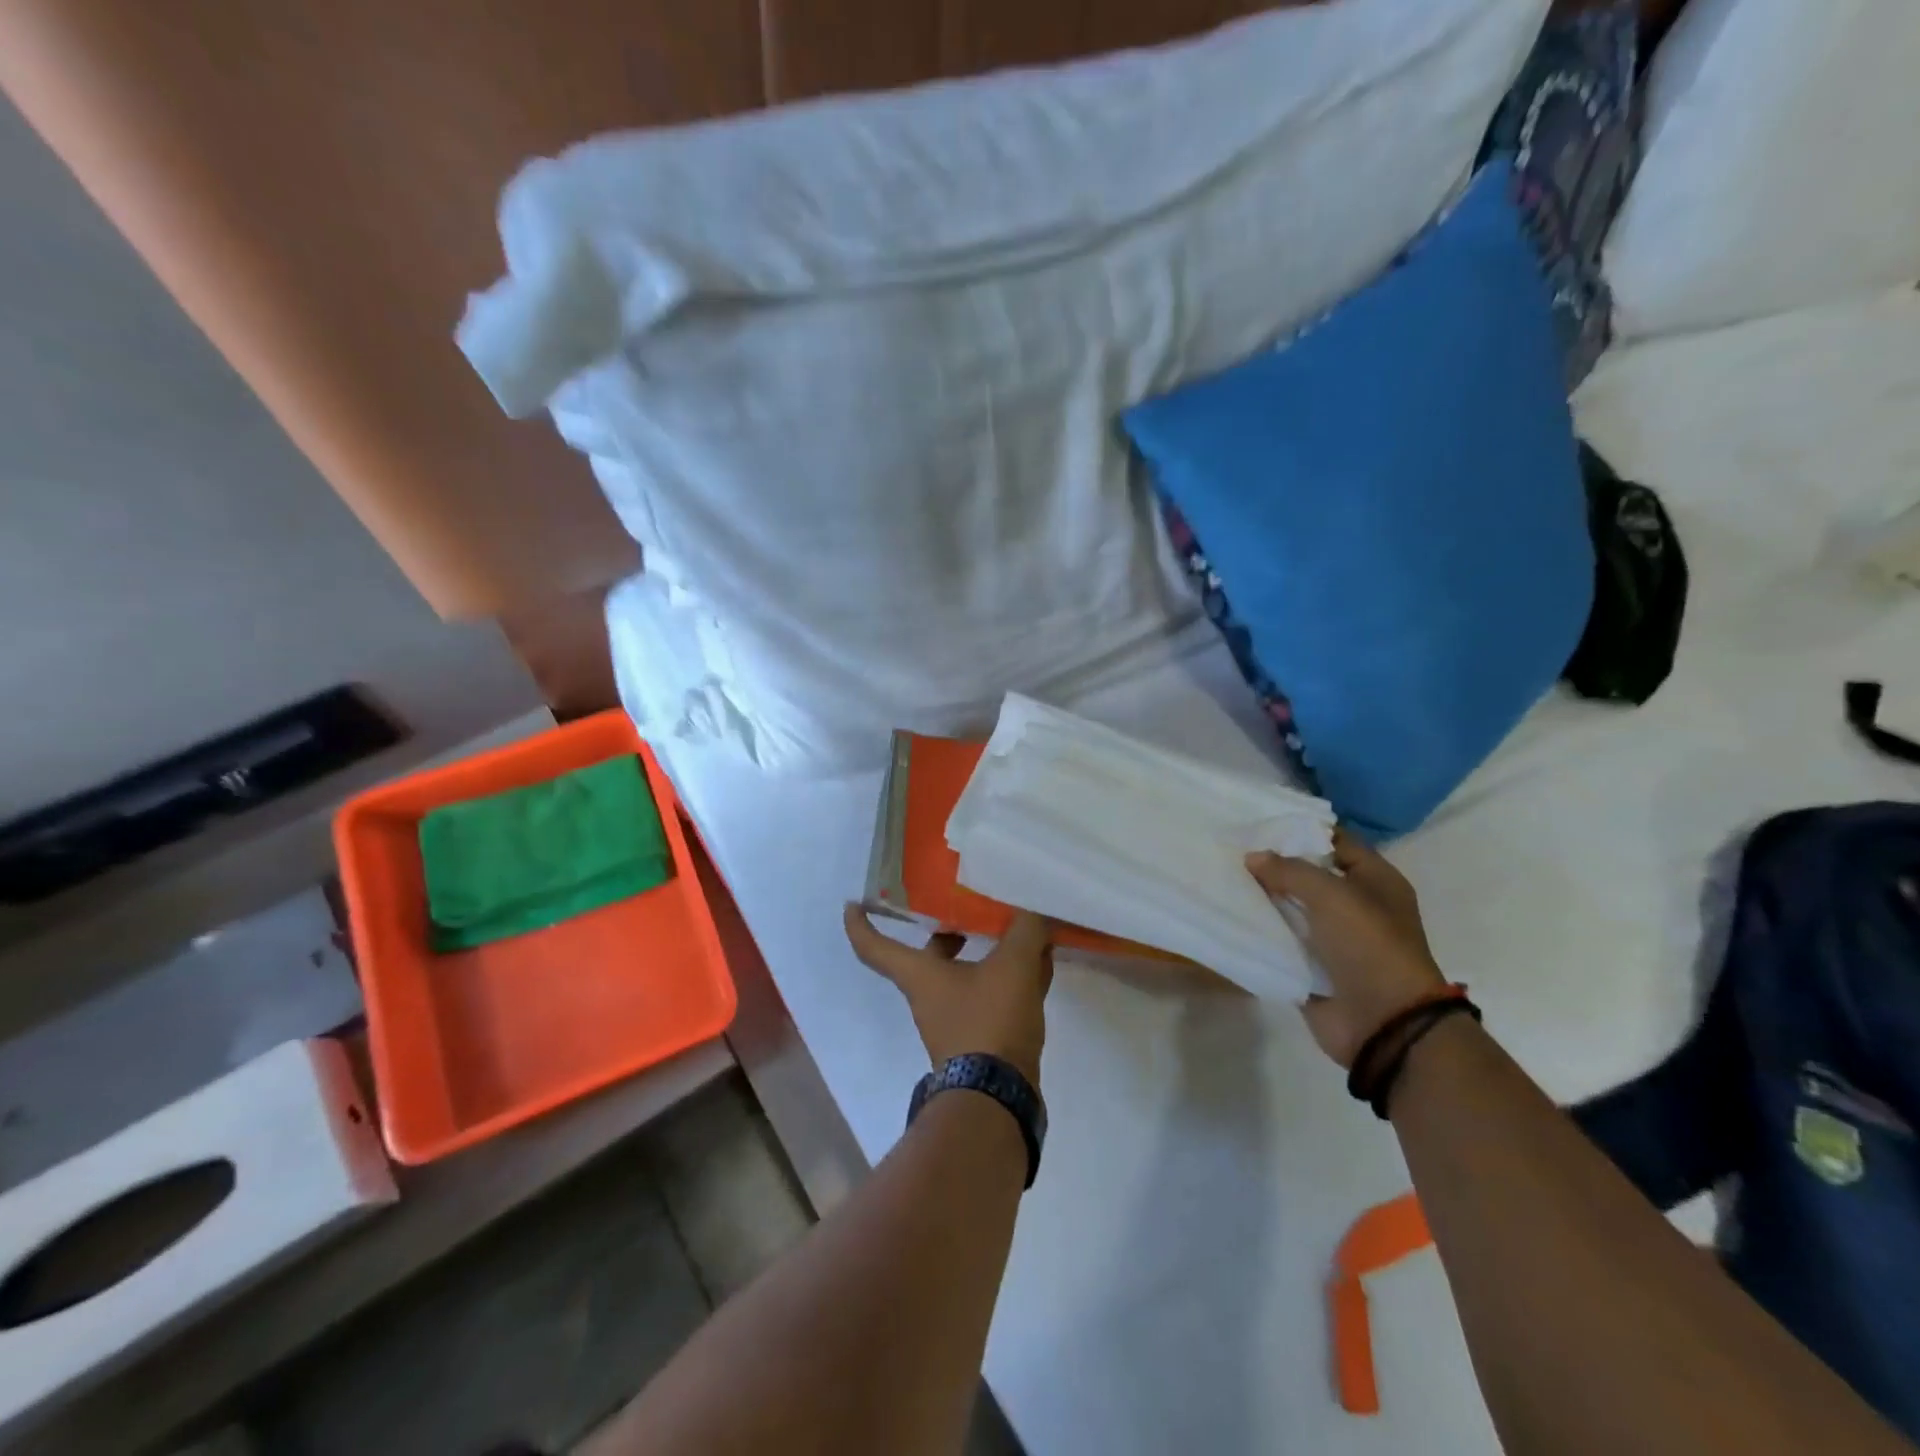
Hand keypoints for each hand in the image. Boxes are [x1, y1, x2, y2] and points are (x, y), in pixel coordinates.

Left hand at [843, 907, 1054, 1085]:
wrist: (998, 1098)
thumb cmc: (988, 1022)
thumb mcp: (1011, 966)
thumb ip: (1025, 930)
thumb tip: (1034, 910)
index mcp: (921, 975)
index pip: (875, 946)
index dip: (860, 924)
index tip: (853, 904)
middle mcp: (930, 997)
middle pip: (931, 957)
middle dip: (949, 933)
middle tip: (969, 909)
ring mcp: (954, 1021)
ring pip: (967, 976)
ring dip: (989, 955)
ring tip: (1020, 933)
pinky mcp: (980, 1039)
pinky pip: (991, 997)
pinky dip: (1010, 979)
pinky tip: (1038, 968)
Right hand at [1246, 828, 1447, 1068]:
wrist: (1385, 1024)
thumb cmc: (1369, 946)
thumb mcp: (1332, 895)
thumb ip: (1289, 871)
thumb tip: (1252, 858)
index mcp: (1375, 881)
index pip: (1335, 842)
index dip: (1300, 830)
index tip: (1258, 822)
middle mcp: (1355, 906)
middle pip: (1308, 875)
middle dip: (1273, 864)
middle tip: (1230, 847)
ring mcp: (1333, 938)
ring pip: (1290, 908)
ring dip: (1262, 898)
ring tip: (1221, 877)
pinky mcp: (1311, 967)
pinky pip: (1280, 941)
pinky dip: (1259, 932)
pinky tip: (1228, 915)